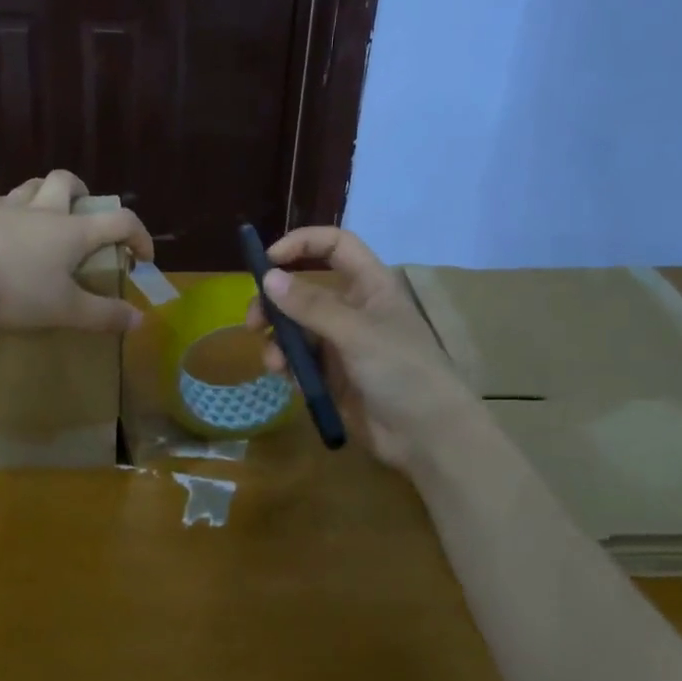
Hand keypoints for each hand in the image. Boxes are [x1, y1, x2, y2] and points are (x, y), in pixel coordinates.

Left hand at [0, 170, 153, 331]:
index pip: (119, 221)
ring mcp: (4, 210)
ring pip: (27, 186)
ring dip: (39, 190)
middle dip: (79, 189)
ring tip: (42, 205)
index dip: (138, 235)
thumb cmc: (17, 292)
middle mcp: (42, 212)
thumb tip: (140, 320)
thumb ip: (104, 315)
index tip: (143, 258)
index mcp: (73, 232)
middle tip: (83, 207)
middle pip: (65, 182)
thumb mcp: (66, 310)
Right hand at [246, 227, 474, 468]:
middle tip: (253, 323)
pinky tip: (289, 381)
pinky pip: (300, 361)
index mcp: (369, 286)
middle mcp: (353, 309)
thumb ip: (310, 306)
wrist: (428, 436)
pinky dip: (289, 366)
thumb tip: (268, 278)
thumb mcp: (356, 333)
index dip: (302, 244)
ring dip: (278, 342)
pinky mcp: (333, 377)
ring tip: (274, 364)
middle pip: (303, 290)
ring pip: (296, 329)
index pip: (335, 245)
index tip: (268, 261)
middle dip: (275, 304)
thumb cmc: (402, 371)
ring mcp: (342, 344)